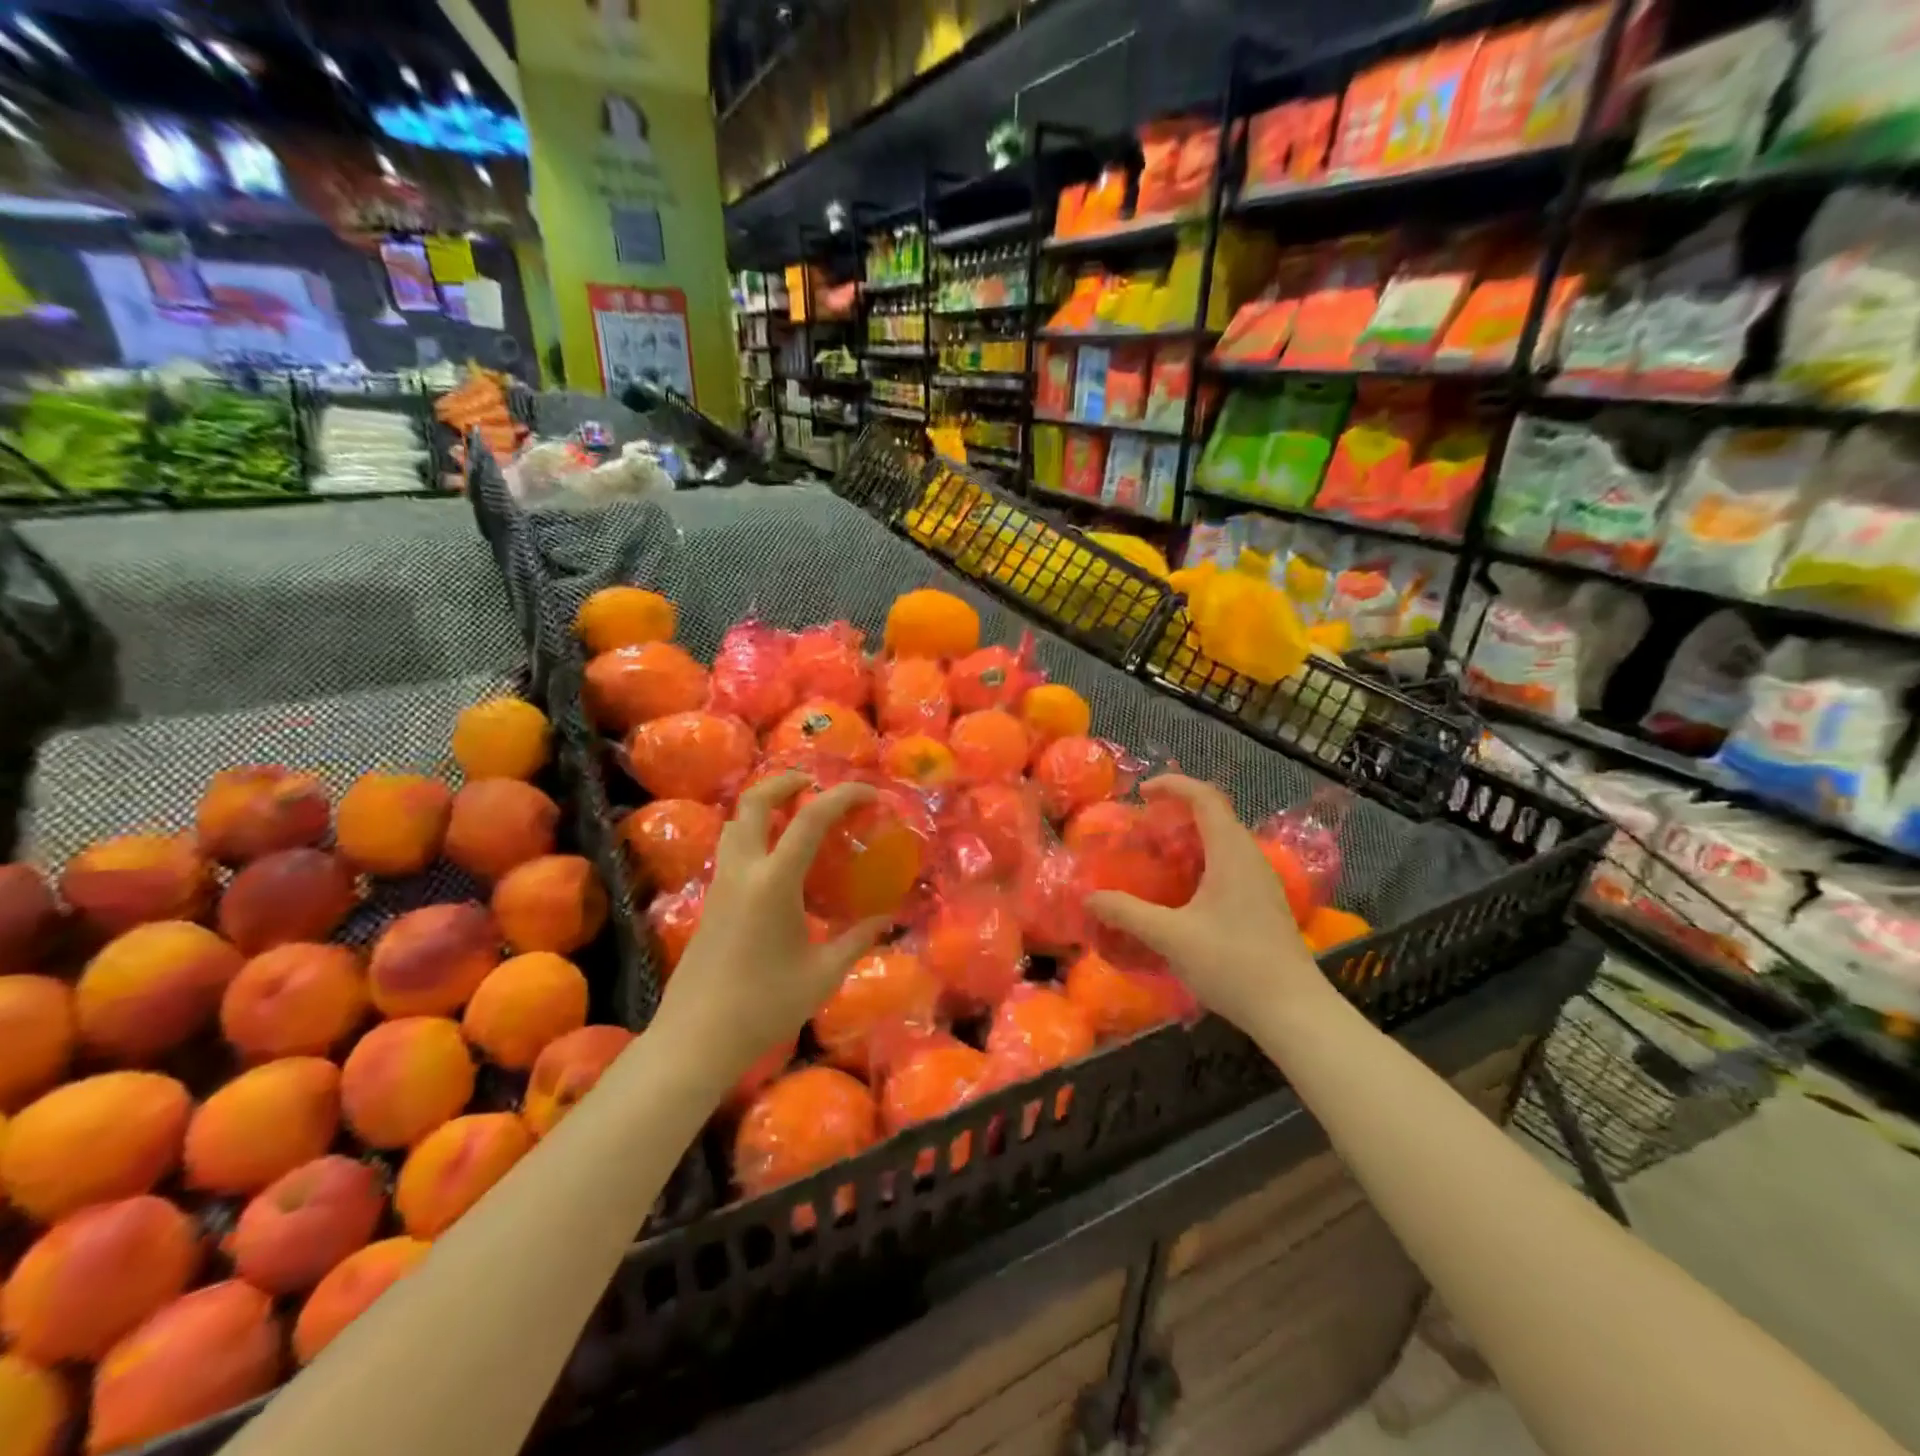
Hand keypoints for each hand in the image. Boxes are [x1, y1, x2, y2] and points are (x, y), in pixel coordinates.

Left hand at [650, 773, 888, 1089]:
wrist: (696, 1038)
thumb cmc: (765, 1005)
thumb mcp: (823, 974)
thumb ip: (857, 939)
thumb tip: (887, 918)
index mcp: (774, 881)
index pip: (810, 818)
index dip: (843, 796)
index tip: (870, 793)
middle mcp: (743, 871)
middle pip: (754, 802)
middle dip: (786, 782)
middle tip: (815, 783)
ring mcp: (721, 884)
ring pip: (736, 822)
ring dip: (764, 806)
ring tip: (795, 814)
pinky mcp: (710, 901)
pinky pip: (731, 848)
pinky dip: (754, 833)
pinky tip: (777, 861)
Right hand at [1085, 776, 1332, 1036]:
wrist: (1293, 1011)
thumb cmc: (1232, 963)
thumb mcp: (1171, 936)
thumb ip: (1127, 913)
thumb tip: (1090, 898)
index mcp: (1231, 853)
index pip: (1205, 797)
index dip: (1173, 785)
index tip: (1142, 793)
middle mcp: (1250, 858)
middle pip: (1215, 815)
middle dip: (1177, 812)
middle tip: (1143, 827)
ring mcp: (1261, 882)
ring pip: (1223, 842)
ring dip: (1190, 839)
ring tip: (1157, 855)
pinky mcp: (1263, 903)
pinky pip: (1229, 864)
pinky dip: (1202, 862)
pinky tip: (1182, 891)